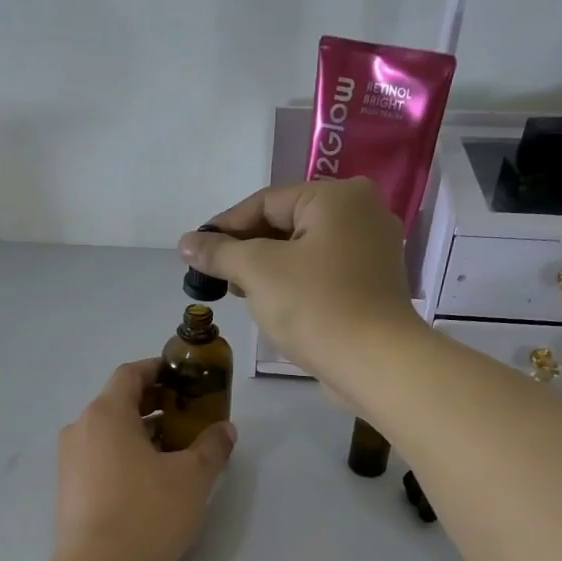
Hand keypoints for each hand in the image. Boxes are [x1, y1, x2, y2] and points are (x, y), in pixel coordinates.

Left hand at [55, 359, 236, 560]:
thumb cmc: (147, 513)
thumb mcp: (192, 478)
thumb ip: (212, 447)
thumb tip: (224, 430)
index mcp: (106, 413)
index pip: (130, 374)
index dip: (158, 370)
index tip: (184, 378)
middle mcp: (80, 429)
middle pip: (118, 403)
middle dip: (155, 405)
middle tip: (188, 417)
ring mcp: (69, 461)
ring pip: (108, 433)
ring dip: (141, 433)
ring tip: (175, 452)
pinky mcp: (68, 490)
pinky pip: (99, 458)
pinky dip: (124, 456)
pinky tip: (149, 481)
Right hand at [178, 178, 424, 387]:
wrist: (375, 363)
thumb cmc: (315, 307)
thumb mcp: (258, 272)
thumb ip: (220, 252)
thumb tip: (186, 243)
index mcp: (338, 197)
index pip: (266, 202)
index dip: (225, 226)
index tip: (195, 252)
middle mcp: (362, 213)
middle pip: (286, 223)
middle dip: (246, 249)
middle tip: (214, 275)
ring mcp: (372, 251)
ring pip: (303, 250)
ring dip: (268, 269)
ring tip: (238, 293)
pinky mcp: (372, 285)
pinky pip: (322, 272)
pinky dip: (294, 283)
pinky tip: (272, 304)